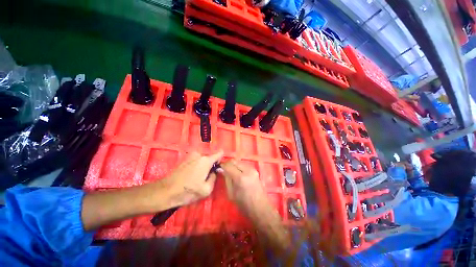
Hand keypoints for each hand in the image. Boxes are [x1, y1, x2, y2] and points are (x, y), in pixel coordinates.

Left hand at [161, 150, 222, 207]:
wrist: (165, 192)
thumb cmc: (187, 191)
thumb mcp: (206, 189)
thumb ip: (214, 178)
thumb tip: (214, 172)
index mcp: (206, 160)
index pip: (219, 153)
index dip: (222, 159)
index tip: (220, 167)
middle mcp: (199, 155)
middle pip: (210, 158)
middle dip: (211, 165)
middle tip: (207, 177)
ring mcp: (191, 156)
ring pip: (203, 160)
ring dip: (203, 166)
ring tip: (198, 178)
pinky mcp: (185, 159)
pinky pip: (196, 161)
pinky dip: (197, 166)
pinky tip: (192, 177)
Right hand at [218, 160, 265, 211]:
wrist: (260, 207)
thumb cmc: (244, 204)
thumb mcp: (231, 193)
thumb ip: (227, 179)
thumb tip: (221, 169)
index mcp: (240, 178)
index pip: (229, 165)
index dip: (222, 165)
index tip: (218, 168)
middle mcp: (247, 170)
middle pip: (234, 161)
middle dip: (228, 164)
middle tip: (224, 169)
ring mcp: (252, 169)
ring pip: (239, 162)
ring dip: (233, 165)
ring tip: (230, 171)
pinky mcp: (255, 170)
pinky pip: (244, 164)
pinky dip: (239, 166)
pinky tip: (237, 173)